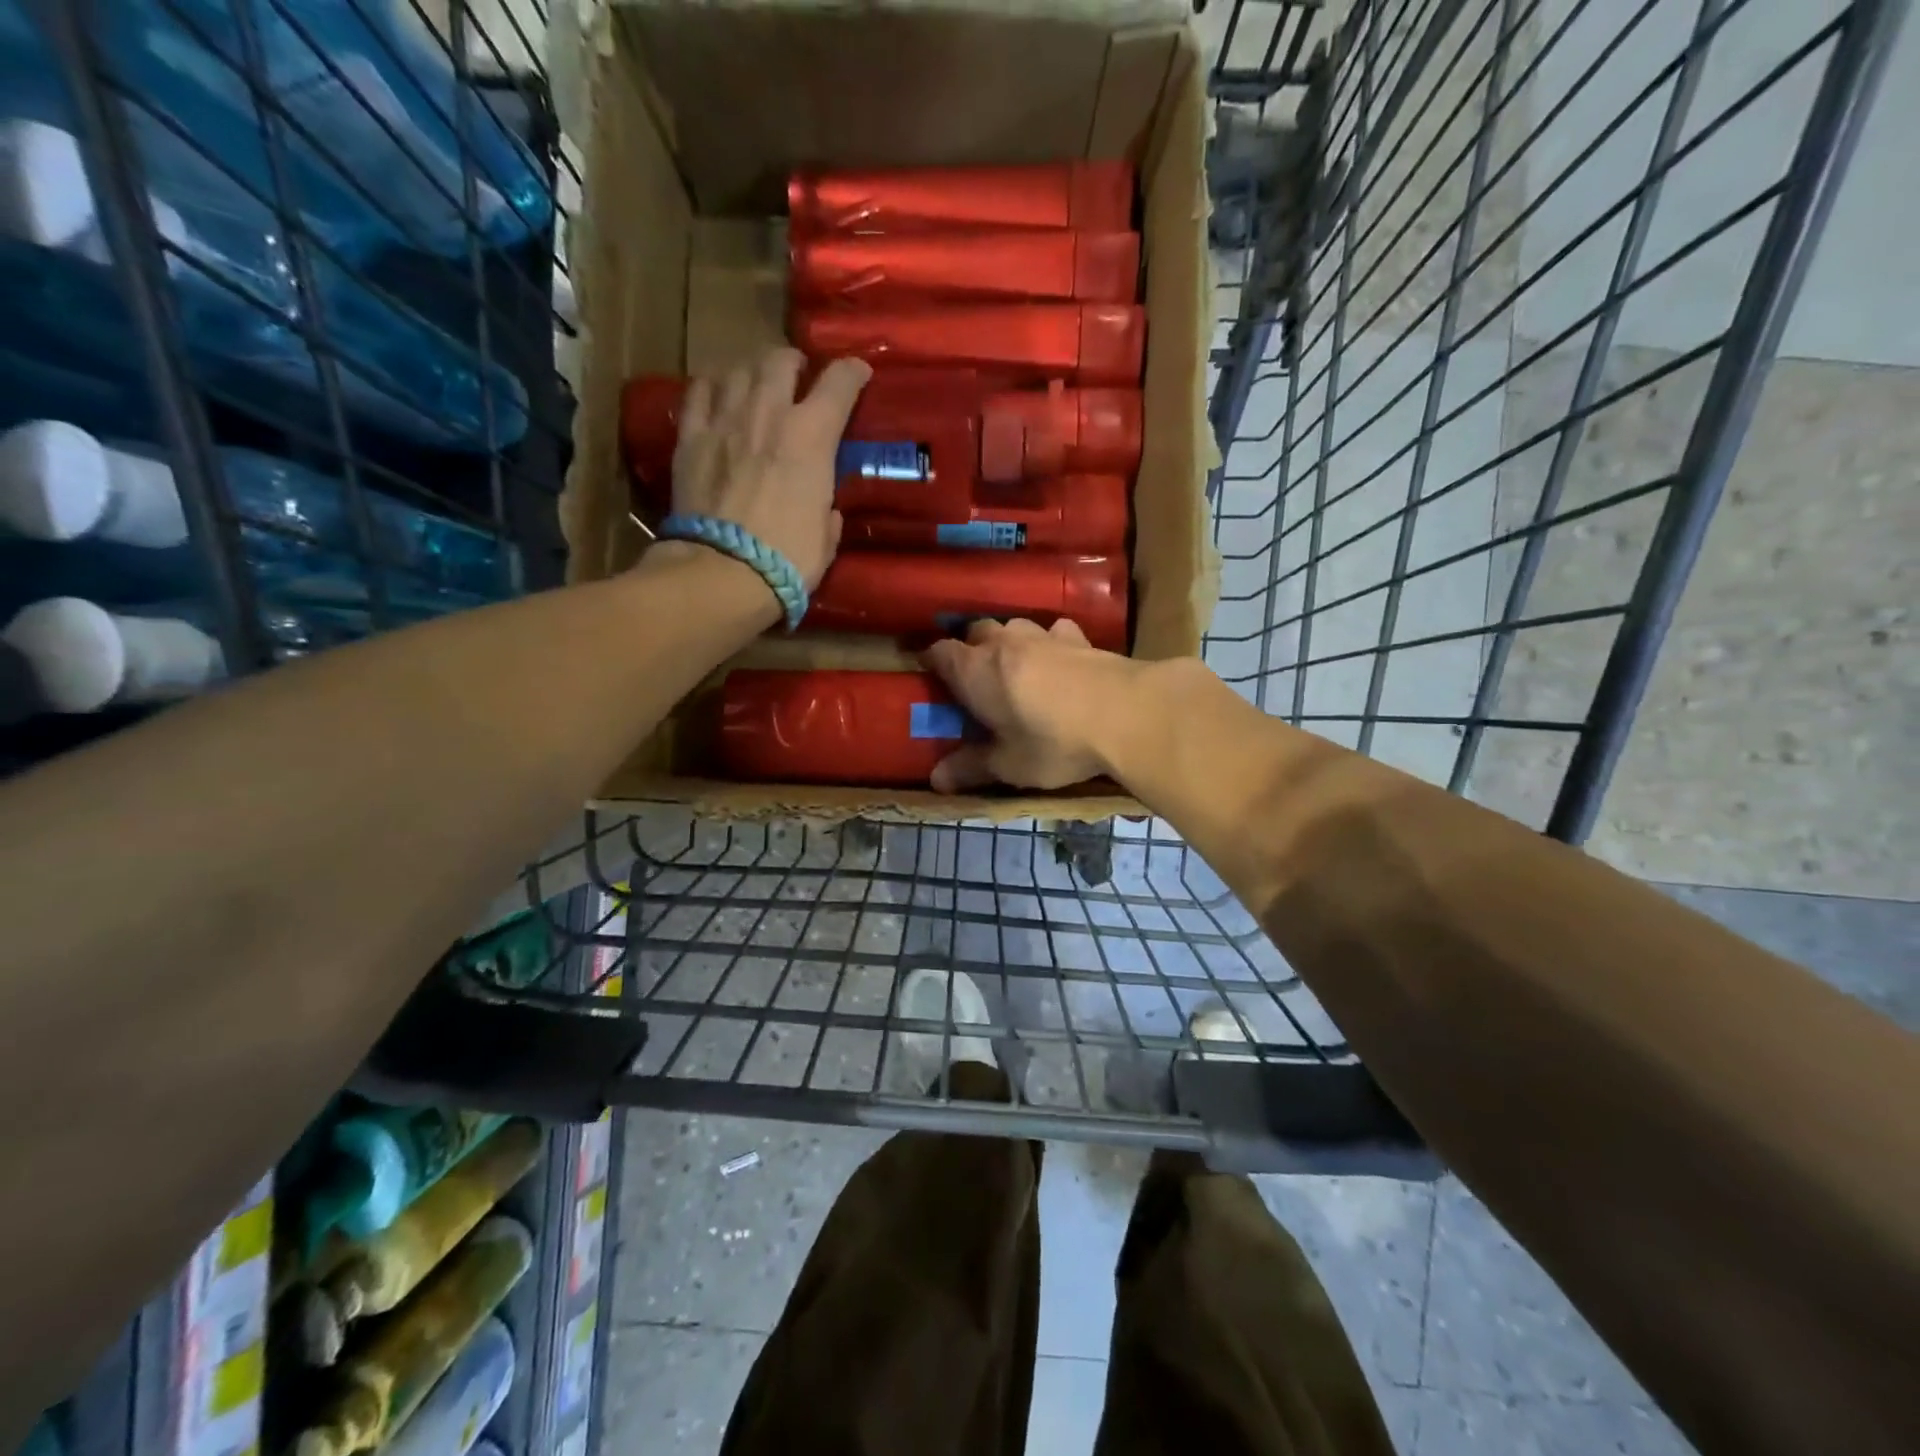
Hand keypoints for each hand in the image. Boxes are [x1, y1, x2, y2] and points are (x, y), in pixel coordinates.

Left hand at [670, 348, 870, 590]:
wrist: (724, 571)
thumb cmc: (788, 560)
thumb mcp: (826, 538)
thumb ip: (827, 512)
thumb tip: (826, 510)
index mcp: (811, 436)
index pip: (839, 383)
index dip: (853, 373)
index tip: (859, 373)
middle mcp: (769, 413)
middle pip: (780, 360)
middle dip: (794, 362)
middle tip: (798, 375)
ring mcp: (724, 420)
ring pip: (738, 368)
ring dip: (752, 371)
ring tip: (756, 383)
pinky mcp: (690, 437)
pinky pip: (698, 392)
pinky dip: (711, 387)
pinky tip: (716, 394)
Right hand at [920, 618, 1146, 792]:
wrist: (1125, 713)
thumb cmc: (1054, 742)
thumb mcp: (1009, 764)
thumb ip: (971, 768)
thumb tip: (935, 780)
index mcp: (974, 670)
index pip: (939, 652)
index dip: (931, 661)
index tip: (930, 675)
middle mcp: (1003, 642)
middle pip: (975, 632)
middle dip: (970, 650)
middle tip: (974, 679)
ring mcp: (1042, 635)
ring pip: (1013, 627)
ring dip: (1008, 643)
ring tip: (1015, 669)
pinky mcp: (1079, 637)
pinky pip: (1054, 632)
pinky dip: (1049, 643)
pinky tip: (1059, 661)